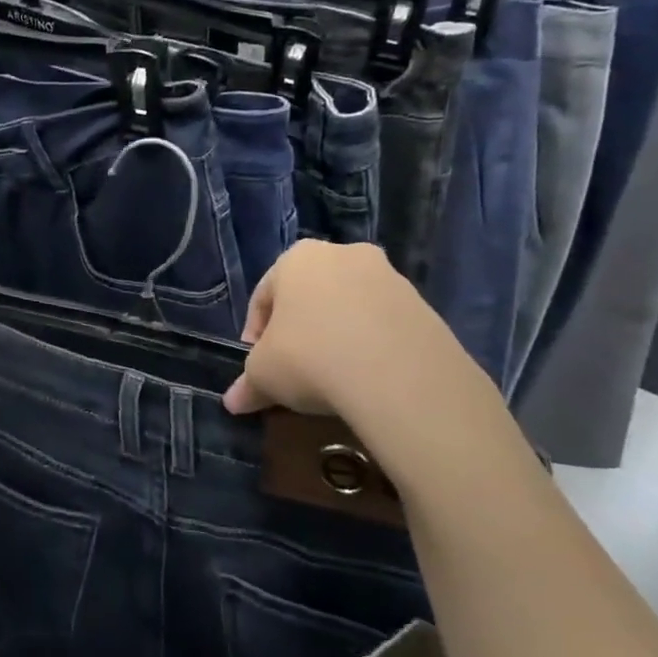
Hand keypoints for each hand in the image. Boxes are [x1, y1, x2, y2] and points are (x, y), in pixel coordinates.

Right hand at [224, 242, 523, 489]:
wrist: (399, 375)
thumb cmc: (310, 358)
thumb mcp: (264, 375)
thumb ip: (248, 384)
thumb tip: (233, 402)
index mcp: (297, 258)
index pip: (264, 294)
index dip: (256, 331)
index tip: (257, 361)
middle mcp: (344, 254)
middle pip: (310, 295)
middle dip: (300, 327)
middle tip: (294, 365)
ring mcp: (390, 277)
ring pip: (349, 306)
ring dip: (337, 334)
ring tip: (333, 374)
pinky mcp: (424, 305)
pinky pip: (383, 324)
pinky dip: (371, 344)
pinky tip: (367, 377)